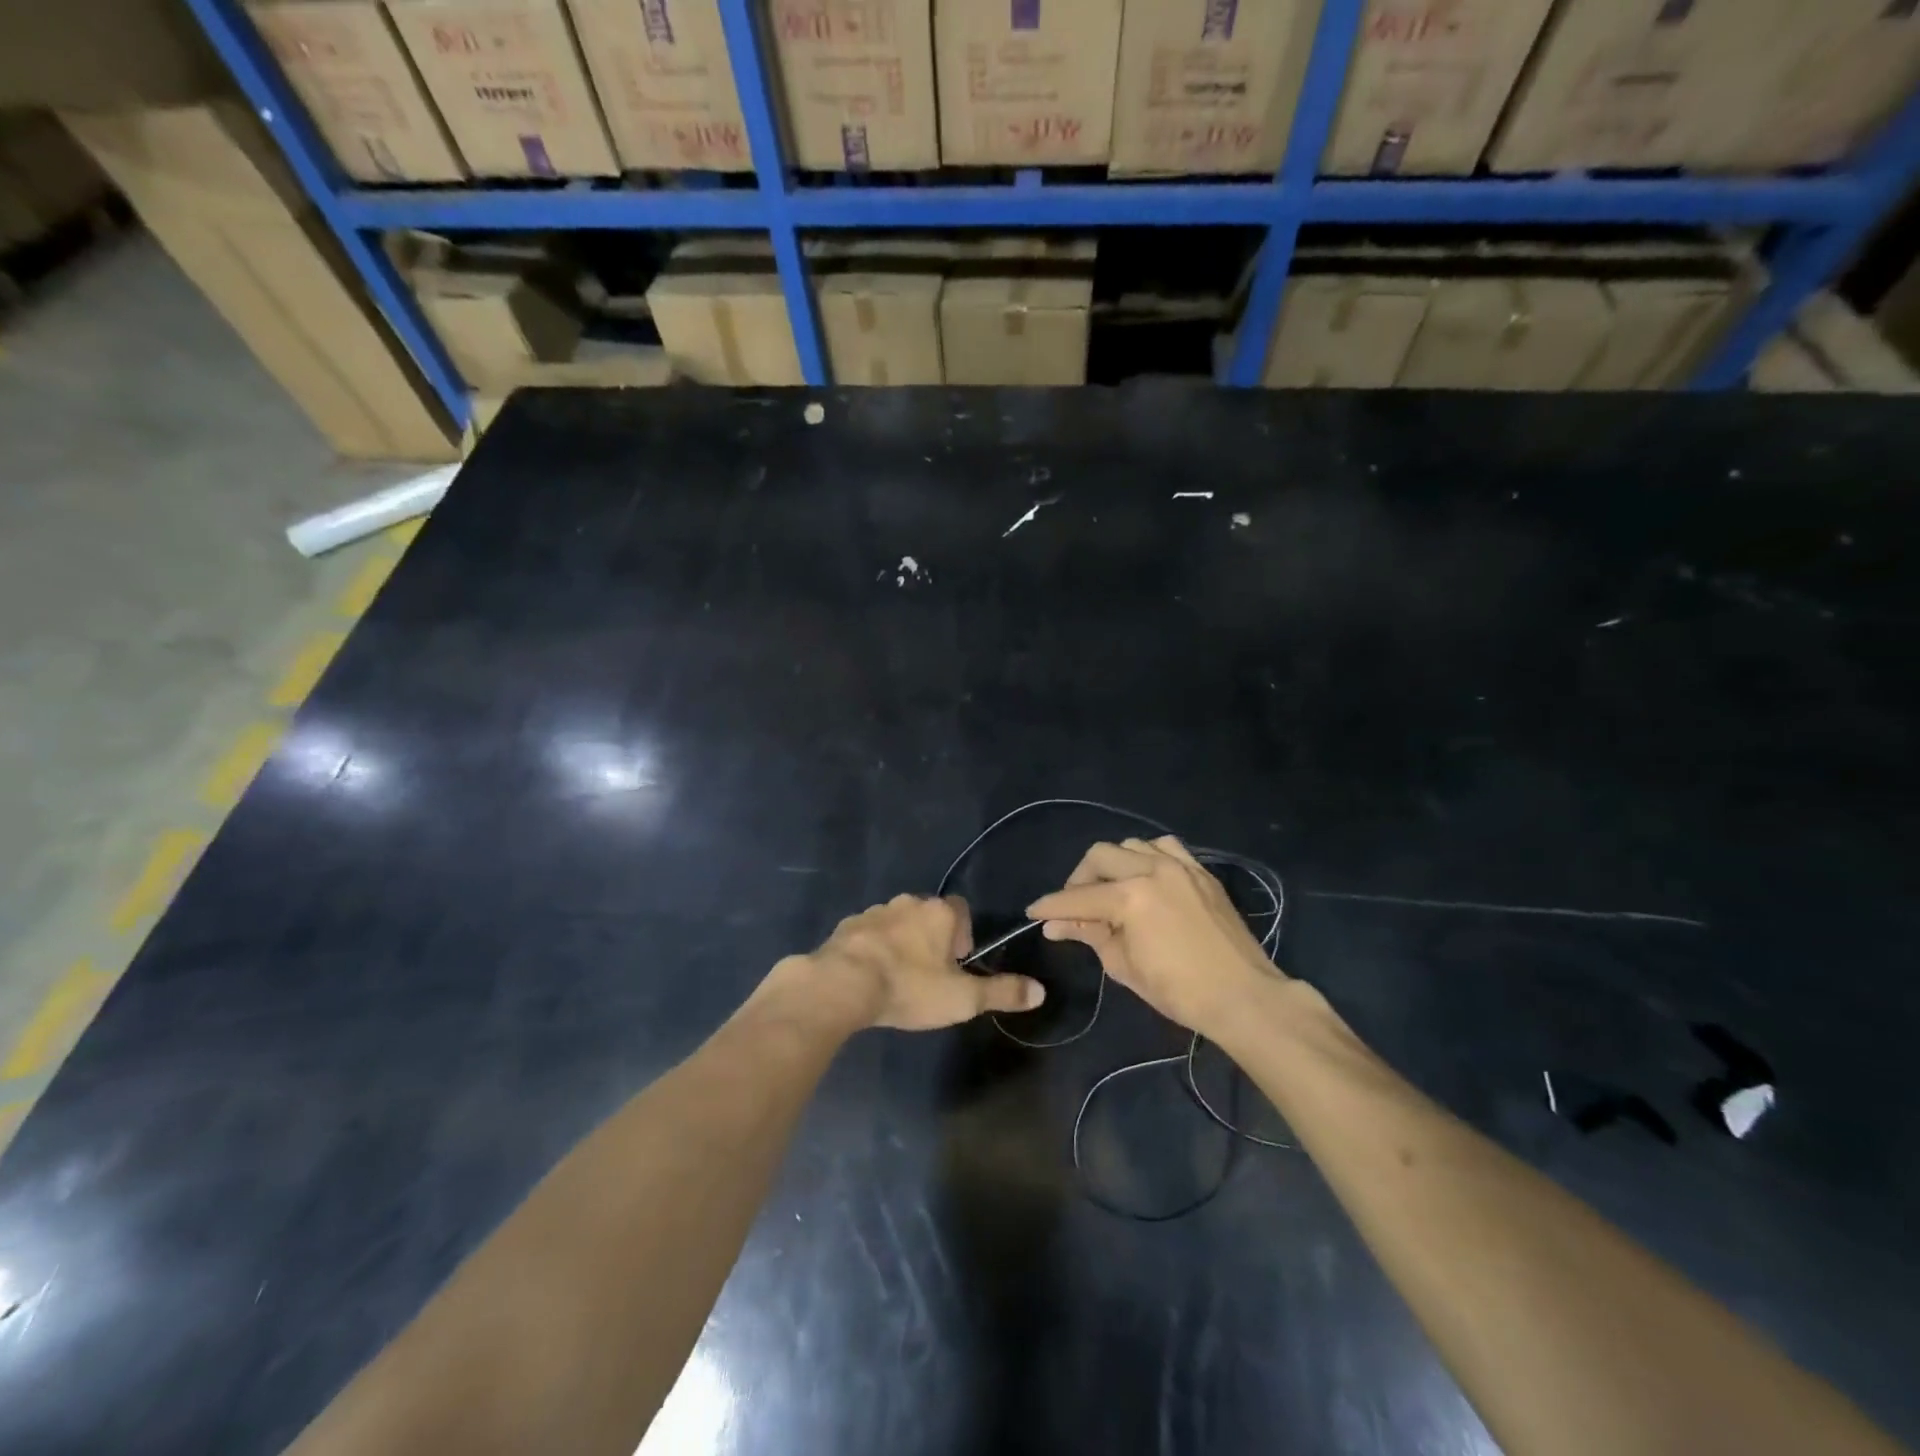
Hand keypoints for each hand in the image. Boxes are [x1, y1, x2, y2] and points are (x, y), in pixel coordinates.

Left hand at [804, 894, 1044, 1030]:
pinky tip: (869, 977)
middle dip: (931, 940)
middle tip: (928, 975)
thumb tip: (1040, 991)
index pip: (961, 911)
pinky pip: (868, 933)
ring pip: (897, 922)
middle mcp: (909, 902)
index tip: (956, 965)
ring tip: (898, 978)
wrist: (843, 984)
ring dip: (901, 943)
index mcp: (940, 912)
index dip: (963, 936)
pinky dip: (872, 949)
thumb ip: (1001, 992)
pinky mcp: (847, 925)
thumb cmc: (910, 987)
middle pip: (928, 915)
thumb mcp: (962, 998)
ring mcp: (875, 910)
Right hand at [1027, 837, 1281, 1036]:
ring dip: (1113, 864)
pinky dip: (1147, 857)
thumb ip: (1089, 935)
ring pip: (1131, 845)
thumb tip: (1056, 925)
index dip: (1051, 906)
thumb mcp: (1123, 966)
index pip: (1077, 898)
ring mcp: (1180, 866)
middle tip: (1076, 905)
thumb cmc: (1178, 991)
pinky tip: (1146, 878)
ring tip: (1111, 890)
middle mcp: (1152, 870)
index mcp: (1130, 898)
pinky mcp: (1200, 871)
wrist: (1242, 996)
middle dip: (1079, 879)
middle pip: (1099, 856)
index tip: (1034, 912)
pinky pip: (1165, 847)